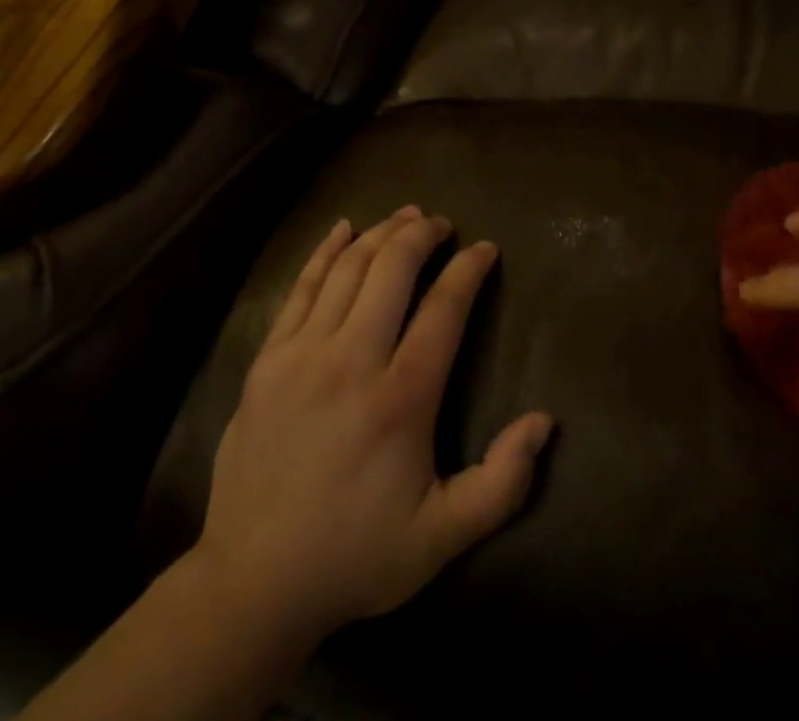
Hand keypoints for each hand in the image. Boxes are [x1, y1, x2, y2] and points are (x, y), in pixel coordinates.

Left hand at [193, 207, 552, 646]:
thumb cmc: (356, 555)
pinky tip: (342, 228)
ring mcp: (303, 354)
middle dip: (421, 235)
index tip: (486, 248)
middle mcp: (352, 360)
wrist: (254, 582)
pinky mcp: (268, 359)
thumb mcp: (443, 536)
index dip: (469, 270)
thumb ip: (503, 481)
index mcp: (401, 398)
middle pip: (392, 269)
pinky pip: (300, 287)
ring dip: (380, 233)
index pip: (443, 308)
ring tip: (404, 217)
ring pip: (348, 268)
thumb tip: (544, 421)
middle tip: (441, 224)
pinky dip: (324, 251)